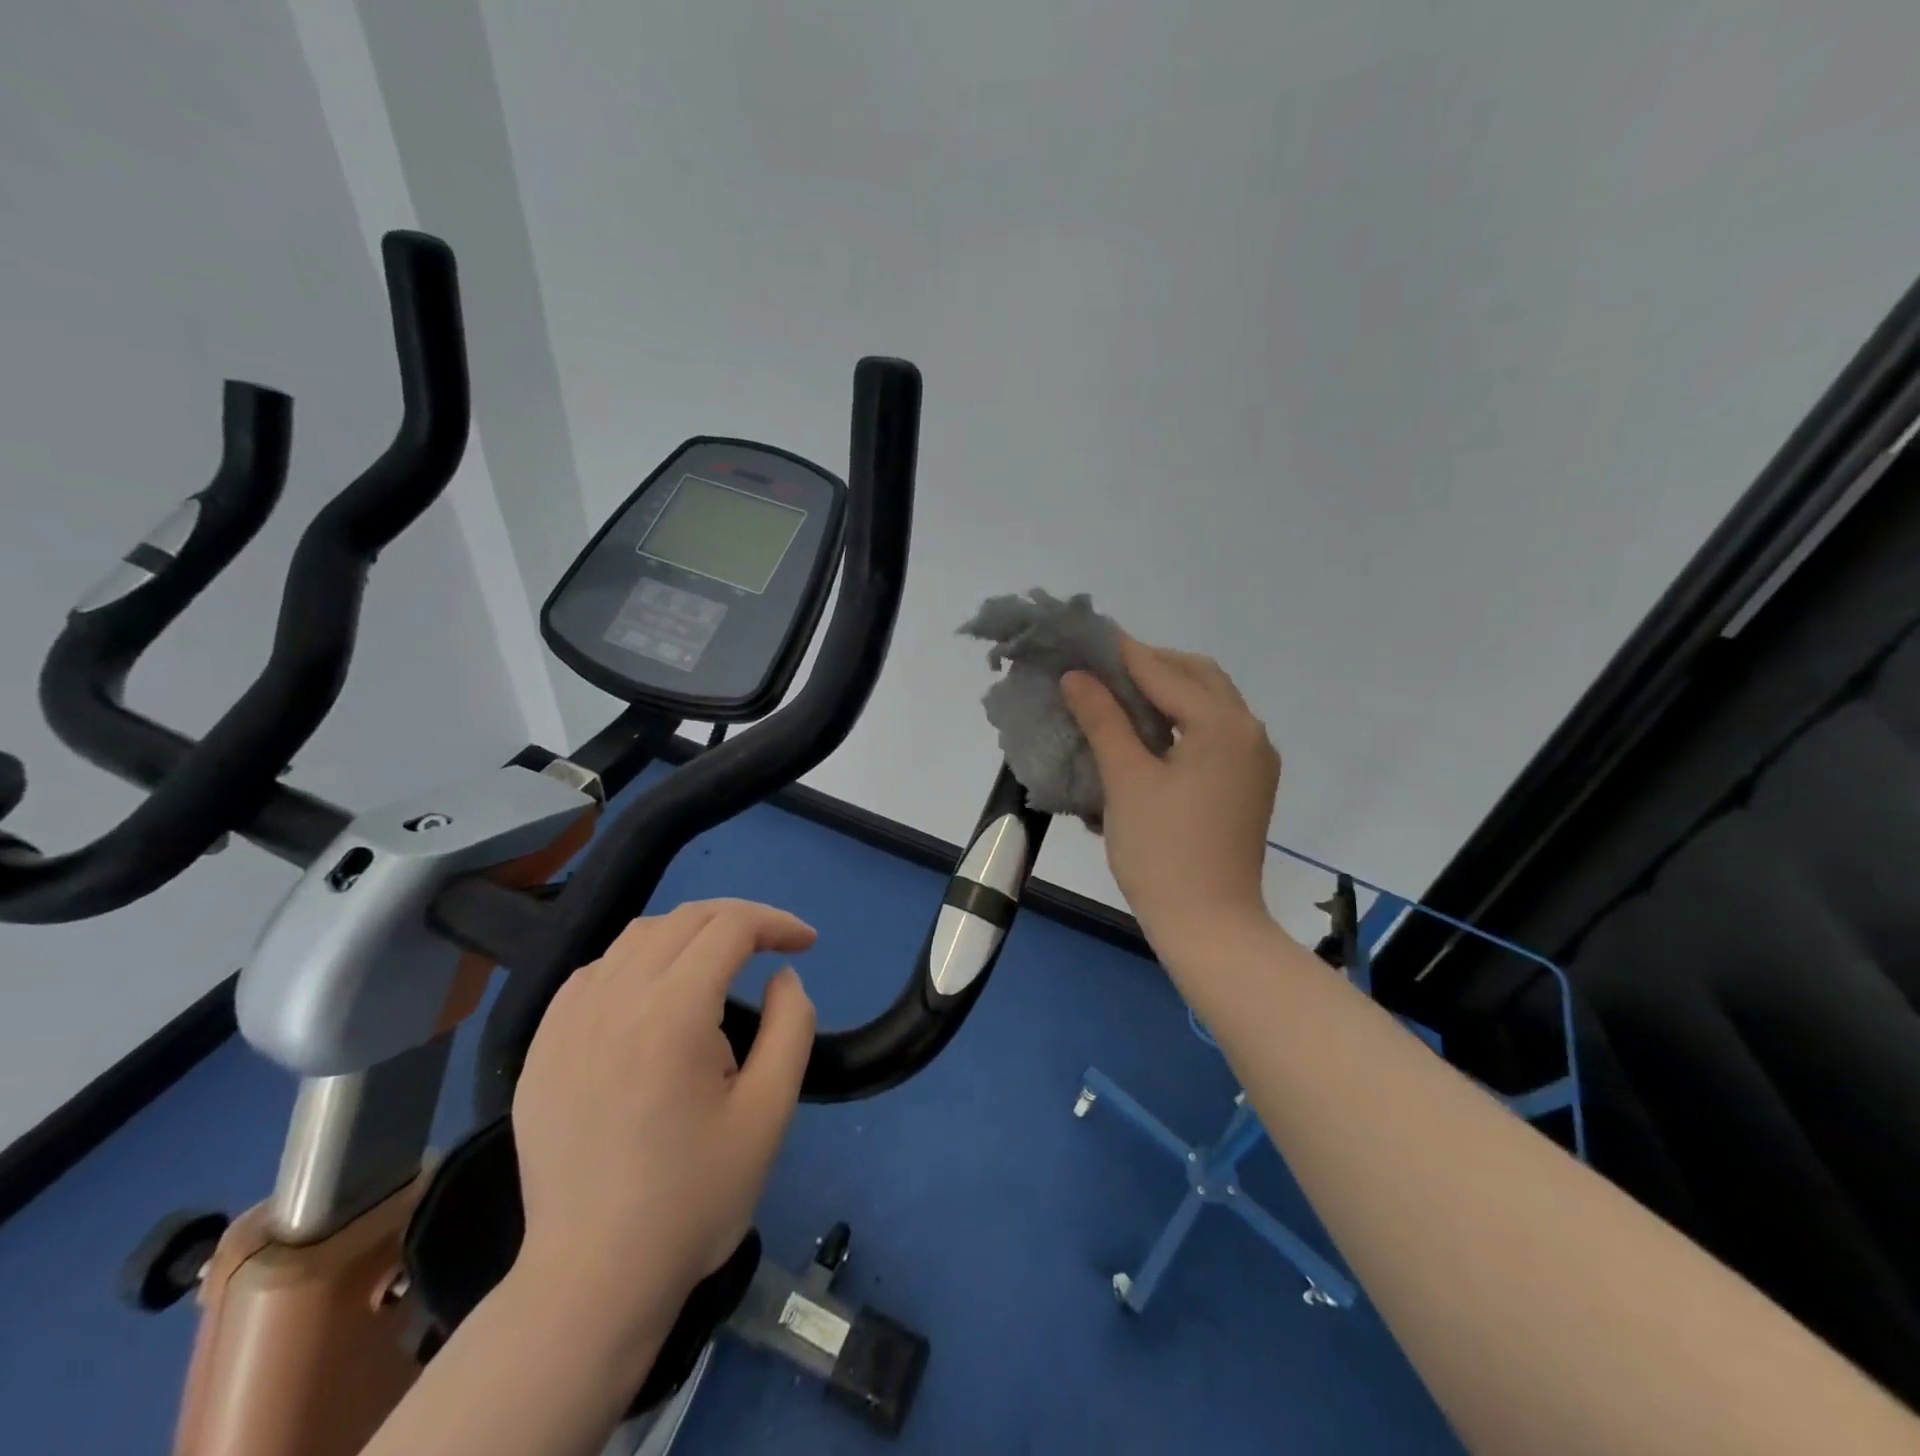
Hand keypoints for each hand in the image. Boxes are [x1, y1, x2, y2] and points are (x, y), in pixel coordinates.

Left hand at [510, 899, 817, 1335]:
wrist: (593, 1281)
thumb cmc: (694, 1199)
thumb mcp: (770, 1113)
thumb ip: (791, 1027)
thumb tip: (782, 977)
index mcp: (672, 1013)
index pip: (730, 927)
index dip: (776, 923)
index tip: (807, 943)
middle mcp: (614, 1000)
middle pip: (684, 919)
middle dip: (738, 919)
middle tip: (772, 945)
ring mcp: (567, 1023)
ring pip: (635, 937)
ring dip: (688, 935)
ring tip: (718, 965)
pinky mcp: (541, 1050)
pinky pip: (592, 973)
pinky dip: (635, 962)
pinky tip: (651, 995)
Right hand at [1062, 637, 1279, 952]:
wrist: (1209, 924)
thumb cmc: (1161, 850)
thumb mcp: (1126, 780)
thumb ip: (1103, 720)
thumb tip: (1077, 676)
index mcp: (1223, 725)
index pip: (1165, 672)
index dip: (1123, 653)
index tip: (1087, 637)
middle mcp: (1249, 732)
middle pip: (1198, 677)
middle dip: (1151, 665)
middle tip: (1103, 669)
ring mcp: (1255, 760)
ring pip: (1210, 704)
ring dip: (1168, 691)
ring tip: (1120, 696)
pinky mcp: (1248, 783)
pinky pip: (1215, 732)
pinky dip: (1182, 720)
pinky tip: (1149, 733)